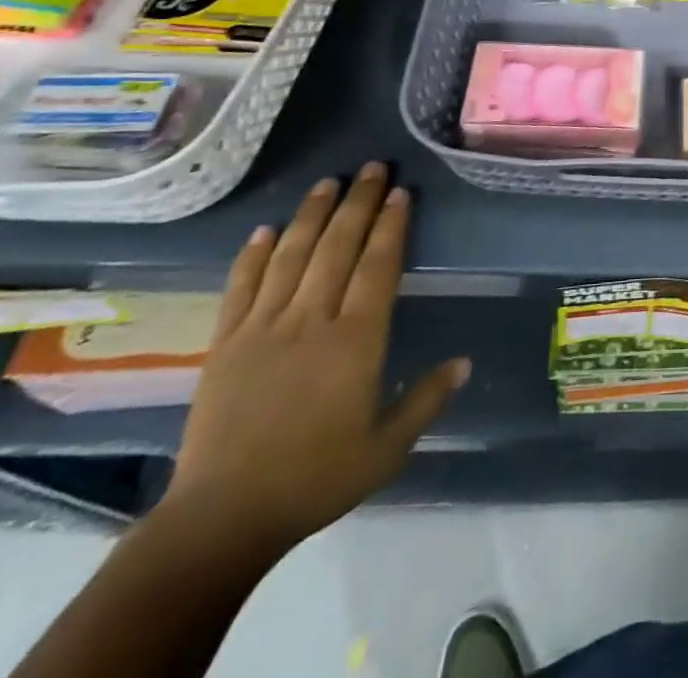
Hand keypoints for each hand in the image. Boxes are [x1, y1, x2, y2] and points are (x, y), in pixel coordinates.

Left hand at [159, 163, 468, 553]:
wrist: (222, 520)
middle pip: (337, 247)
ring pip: (291, 257)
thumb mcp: (386, 449)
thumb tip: (465, 362)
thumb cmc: (316, 479)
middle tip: (373, 167)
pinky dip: (253, 254)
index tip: (401, 192)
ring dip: (311, 215)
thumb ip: (427, 400)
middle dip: (358, 203)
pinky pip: (240, 288)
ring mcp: (263, 328)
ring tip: (328, 182)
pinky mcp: (224, 344)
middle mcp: (311, 321)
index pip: (378, 266)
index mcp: (356, 340)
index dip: (391, 225)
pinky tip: (265, 229)